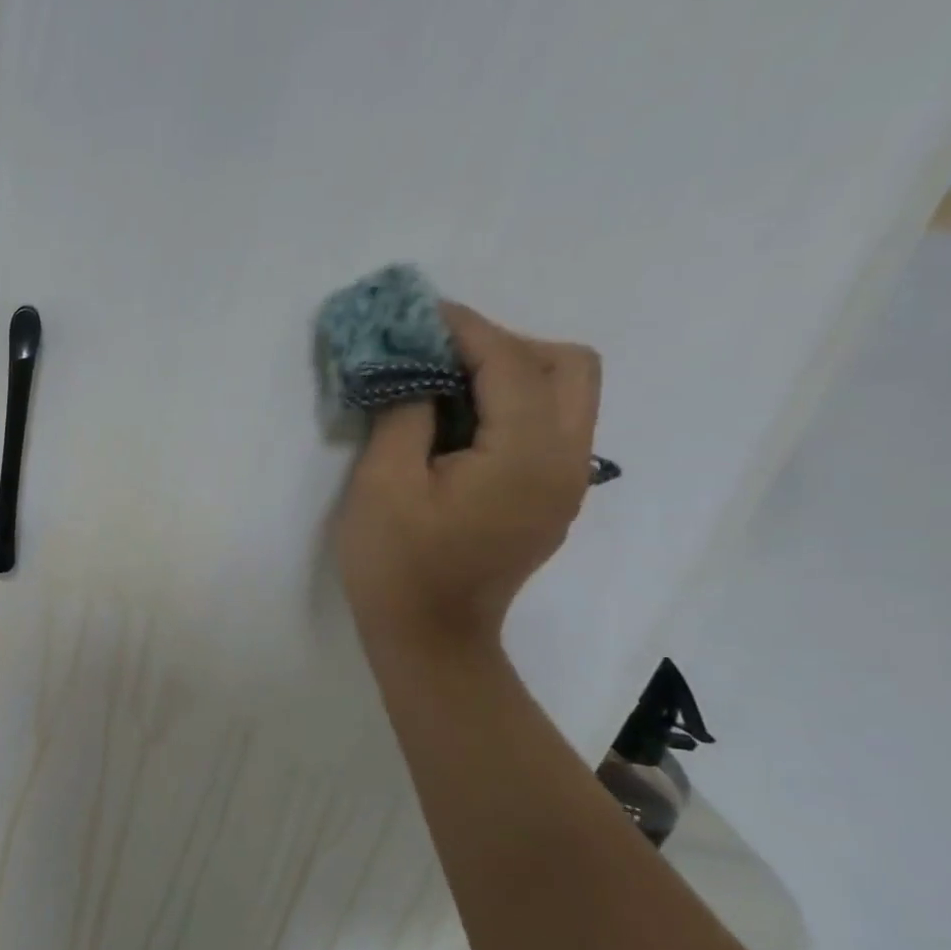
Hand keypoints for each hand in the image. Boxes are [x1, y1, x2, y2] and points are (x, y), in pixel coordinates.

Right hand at [334, 303, 599, 647]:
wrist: (429, 638)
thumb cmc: (397, 564)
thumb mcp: (382, 484)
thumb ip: (405, 413)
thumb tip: (414, 368)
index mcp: (527, 455)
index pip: (512, 363)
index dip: (466, 328)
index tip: (420, 311)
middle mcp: (567, 461)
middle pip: (567, 366)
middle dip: (504, 344)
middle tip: (439, 353)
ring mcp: (566, 483)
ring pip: (567, 395)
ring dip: (512, 372)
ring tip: (445, 383)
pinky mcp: (551, 498)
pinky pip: (550, 427)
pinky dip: (513, 405)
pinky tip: (459, 424)